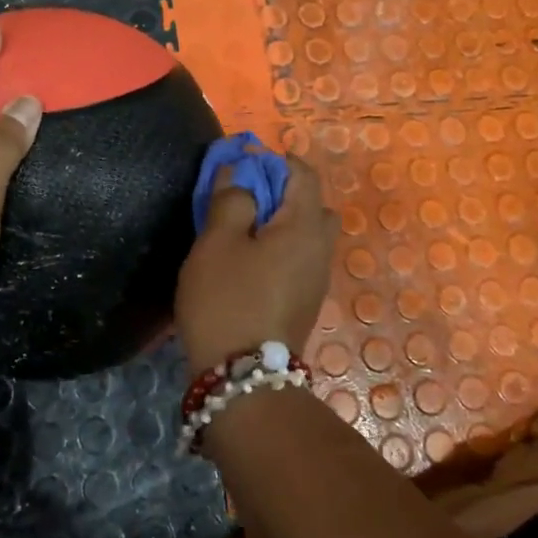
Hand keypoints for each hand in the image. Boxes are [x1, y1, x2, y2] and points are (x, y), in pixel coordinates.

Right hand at [175, 155, 338, 371]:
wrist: (242, 377)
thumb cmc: (227, 300)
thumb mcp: (216, 242)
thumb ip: (230, 199)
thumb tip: (239, 173)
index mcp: (304, 227)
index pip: (303, 175)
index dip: (275, 160)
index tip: (243, 161)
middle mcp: (320, 250)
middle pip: (312, 205)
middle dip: (283, 192)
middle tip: (245, 199)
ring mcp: (316, 280)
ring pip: (307, 235)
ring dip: (281, 223)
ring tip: (242, 232)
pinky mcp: (305, 303)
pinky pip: (300, 259)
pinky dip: (281, 248)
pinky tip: (249, 263)